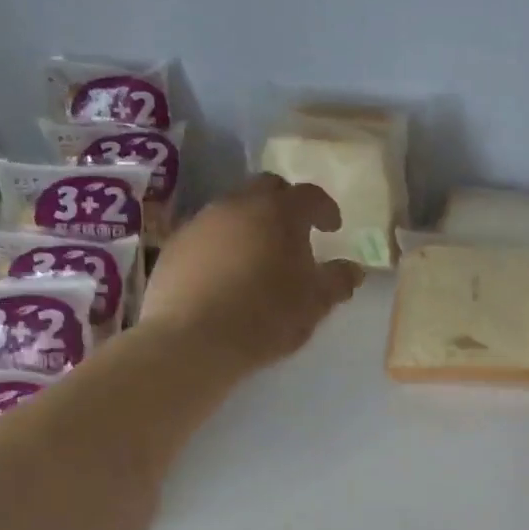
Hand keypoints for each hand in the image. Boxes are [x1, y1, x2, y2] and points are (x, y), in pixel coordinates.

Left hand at [142, 175, 363, 370]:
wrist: (193, 340)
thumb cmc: (266, 316)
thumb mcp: (315, 303)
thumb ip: (338, 280)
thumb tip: (353, 269)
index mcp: (280, 213)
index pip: (310, 195)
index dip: (325, 208)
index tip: (333, 227)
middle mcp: (239, 205)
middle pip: (267, 189)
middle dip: (286, 204)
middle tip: (296, 232)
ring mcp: (201, 222)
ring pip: (233, 209)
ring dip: (251, 224)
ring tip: (260, 256)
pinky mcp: (175, 246)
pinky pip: (207, 234)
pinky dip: (223, 245)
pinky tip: (226, 275)